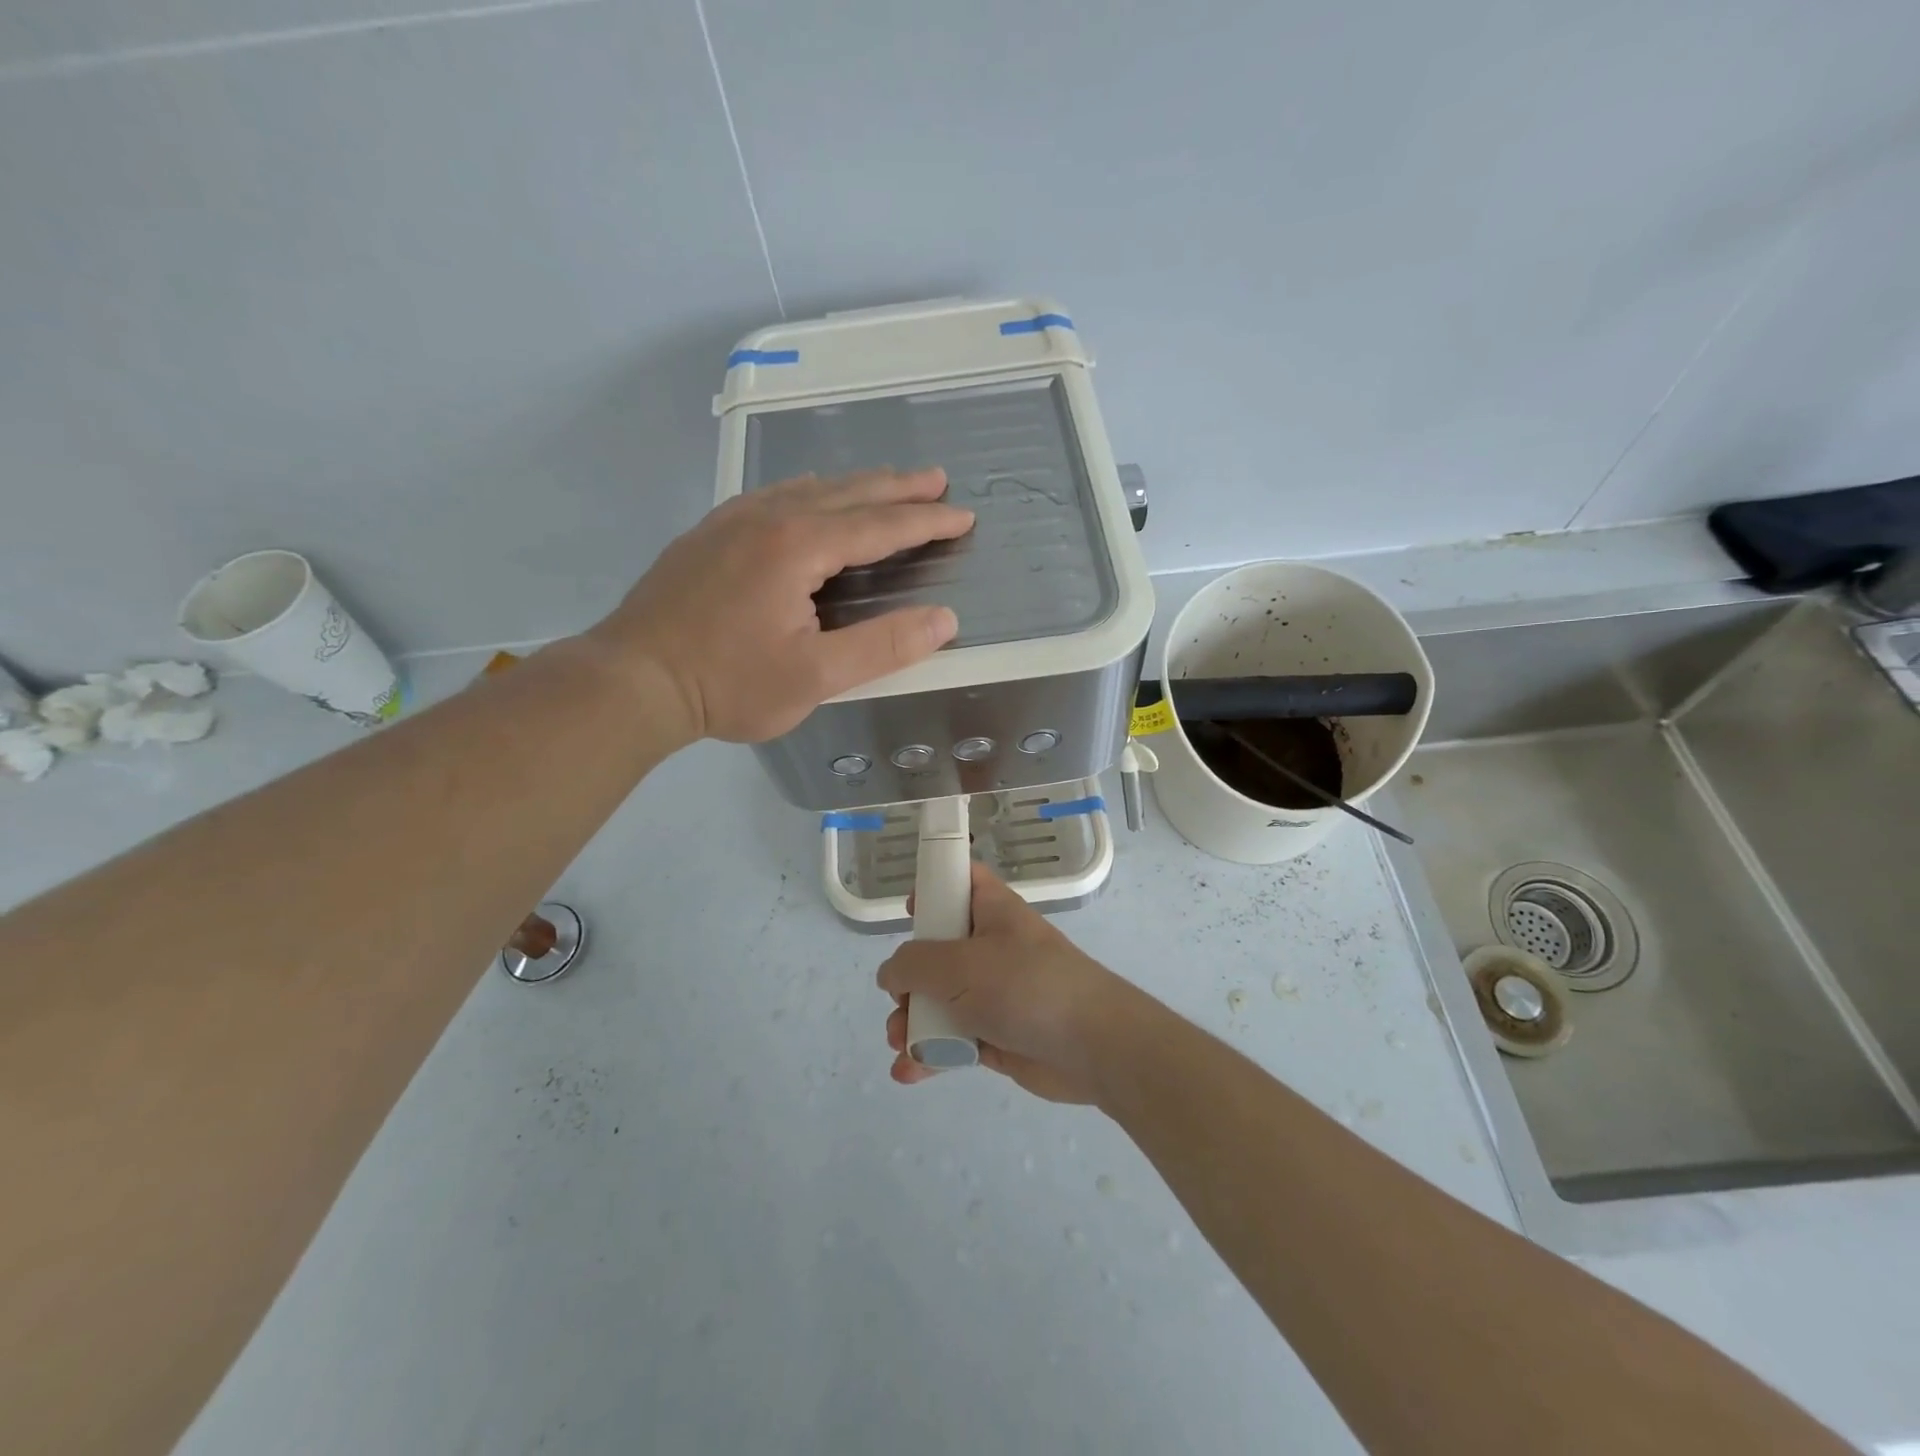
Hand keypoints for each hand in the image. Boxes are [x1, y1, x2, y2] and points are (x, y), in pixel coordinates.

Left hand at [588, 469, 972, 743]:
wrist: (633, 680)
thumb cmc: (729, 684)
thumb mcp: (816, 676)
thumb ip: (883, 646)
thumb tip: (944, 620)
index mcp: (797, 546)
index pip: (877, 526)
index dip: (924, 521)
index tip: (962, 515)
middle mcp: (767, 518)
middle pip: (845, 493)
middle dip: (896, 487)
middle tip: (936, 479)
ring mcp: (731, 521)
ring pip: (806, 489)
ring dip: (853, 485)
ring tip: (885, 483)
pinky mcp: (708, 534)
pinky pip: (772, 496)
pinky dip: (808, 492)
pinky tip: (807, 497)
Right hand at [877, 863, 1145, 1103]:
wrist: (1091, 1047)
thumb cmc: (1024, 986)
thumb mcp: (958, 964)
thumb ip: (913, 964)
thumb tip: (891, 975)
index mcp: (991, 910)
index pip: (961, 880)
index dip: (934, 887)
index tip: (910, 910)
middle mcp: (991, 946)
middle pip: (936, 949)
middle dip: (908, 979)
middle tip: (900, 999)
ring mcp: (994, 992)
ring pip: (939, 1000)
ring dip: (912, 1022)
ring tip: (901, 1043)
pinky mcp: (996, 1034)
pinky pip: (952, 1038)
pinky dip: (930, 1053)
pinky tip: (909, 1071)